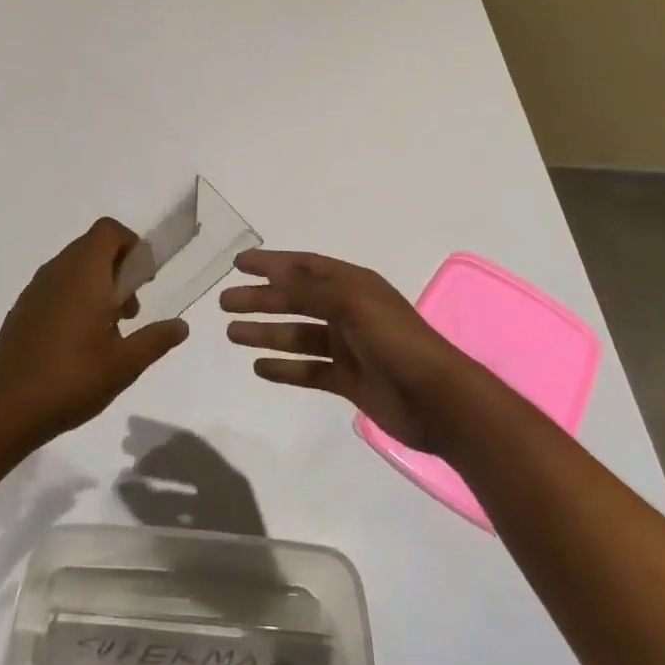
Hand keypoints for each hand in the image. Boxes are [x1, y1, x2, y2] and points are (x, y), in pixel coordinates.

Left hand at [0, 218, 190, 442]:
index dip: (132, 245)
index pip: (109, 231)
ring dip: (96, 285)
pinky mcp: (21, 310)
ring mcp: (34, 290)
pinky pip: (55, 287)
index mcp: (84, 273)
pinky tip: (78, 342)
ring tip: (108, 330)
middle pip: (92, 247)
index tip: (144, 279)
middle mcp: (57, 271)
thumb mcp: (124, 364)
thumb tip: (182, 326)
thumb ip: (156, 339)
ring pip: (73, 268)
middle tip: (130, 311)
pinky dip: (73, 298)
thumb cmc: (72, 379)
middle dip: (118, 269)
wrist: (6, 409)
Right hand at [222, 249, 481, 453]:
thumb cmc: (396, 341)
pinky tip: (259, 367)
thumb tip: (276, 274)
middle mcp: (348, 311)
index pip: (305, 267)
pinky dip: (285, 368)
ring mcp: (348, 347)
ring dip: (266, 332)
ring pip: (298, 335)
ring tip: (232, 334)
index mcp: (353, 285)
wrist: (439, 401)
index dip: (272, 263)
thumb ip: (312, 290)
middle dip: (261, 299)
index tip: (239, 263)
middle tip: (225, 302)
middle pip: (296, 300)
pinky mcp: (348, 380)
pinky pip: (308, 370)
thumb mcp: (352, 303)